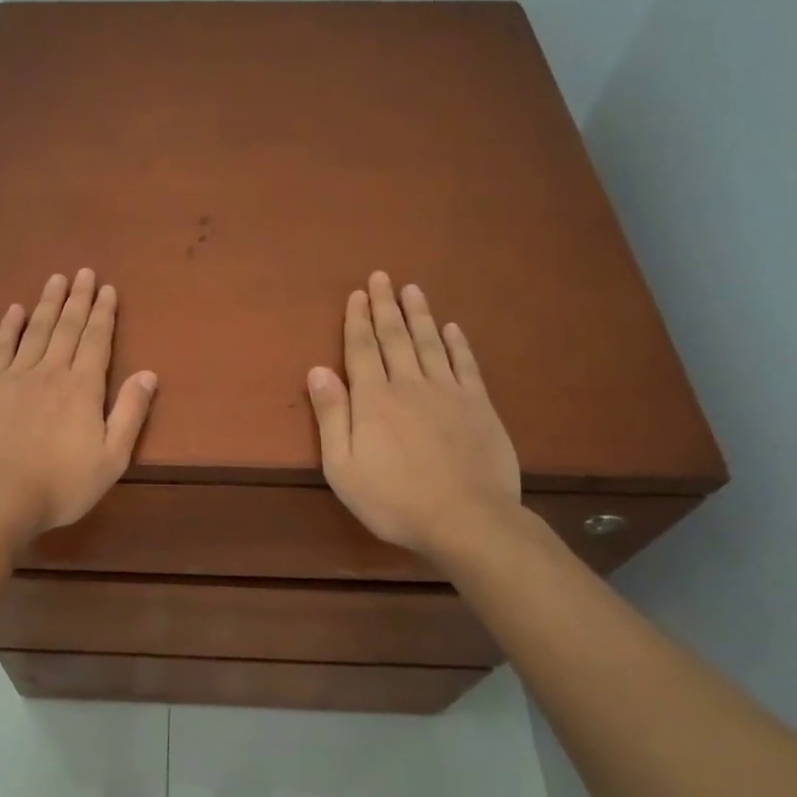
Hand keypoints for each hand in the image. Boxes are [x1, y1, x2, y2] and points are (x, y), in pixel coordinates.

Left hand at [0, 270, 157, 542]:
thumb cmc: (61, 484)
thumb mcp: (111, 458)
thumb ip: (130, 413)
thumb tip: (149, 374)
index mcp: (84, 388)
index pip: (97, 341)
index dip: (104, 313)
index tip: (107, 289)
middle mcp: (52, 372)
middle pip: (68, 327)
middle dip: (78, 299)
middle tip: (84, 272)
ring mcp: (16, 376)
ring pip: (36, 330)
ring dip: (48, 303)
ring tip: (56, 279)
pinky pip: (0, 347)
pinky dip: (9, 327)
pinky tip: (14, 309)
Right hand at [306, 272, 521, 565]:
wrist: (467, 520)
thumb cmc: (394, 499)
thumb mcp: (343, 466)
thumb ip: (332, 415)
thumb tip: (317, 370)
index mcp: (373, 399)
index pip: (361, 348)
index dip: (357, 319)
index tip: (356, 293)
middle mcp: (409, 384)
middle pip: (395, 337)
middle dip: (385, 306)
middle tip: (382, 276)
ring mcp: (448, 392)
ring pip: (430, 343)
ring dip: (419, 314)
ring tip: (412, 289)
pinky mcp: (478, 406)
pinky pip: (465, 365)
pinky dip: (457, 344)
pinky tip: (452, 328)